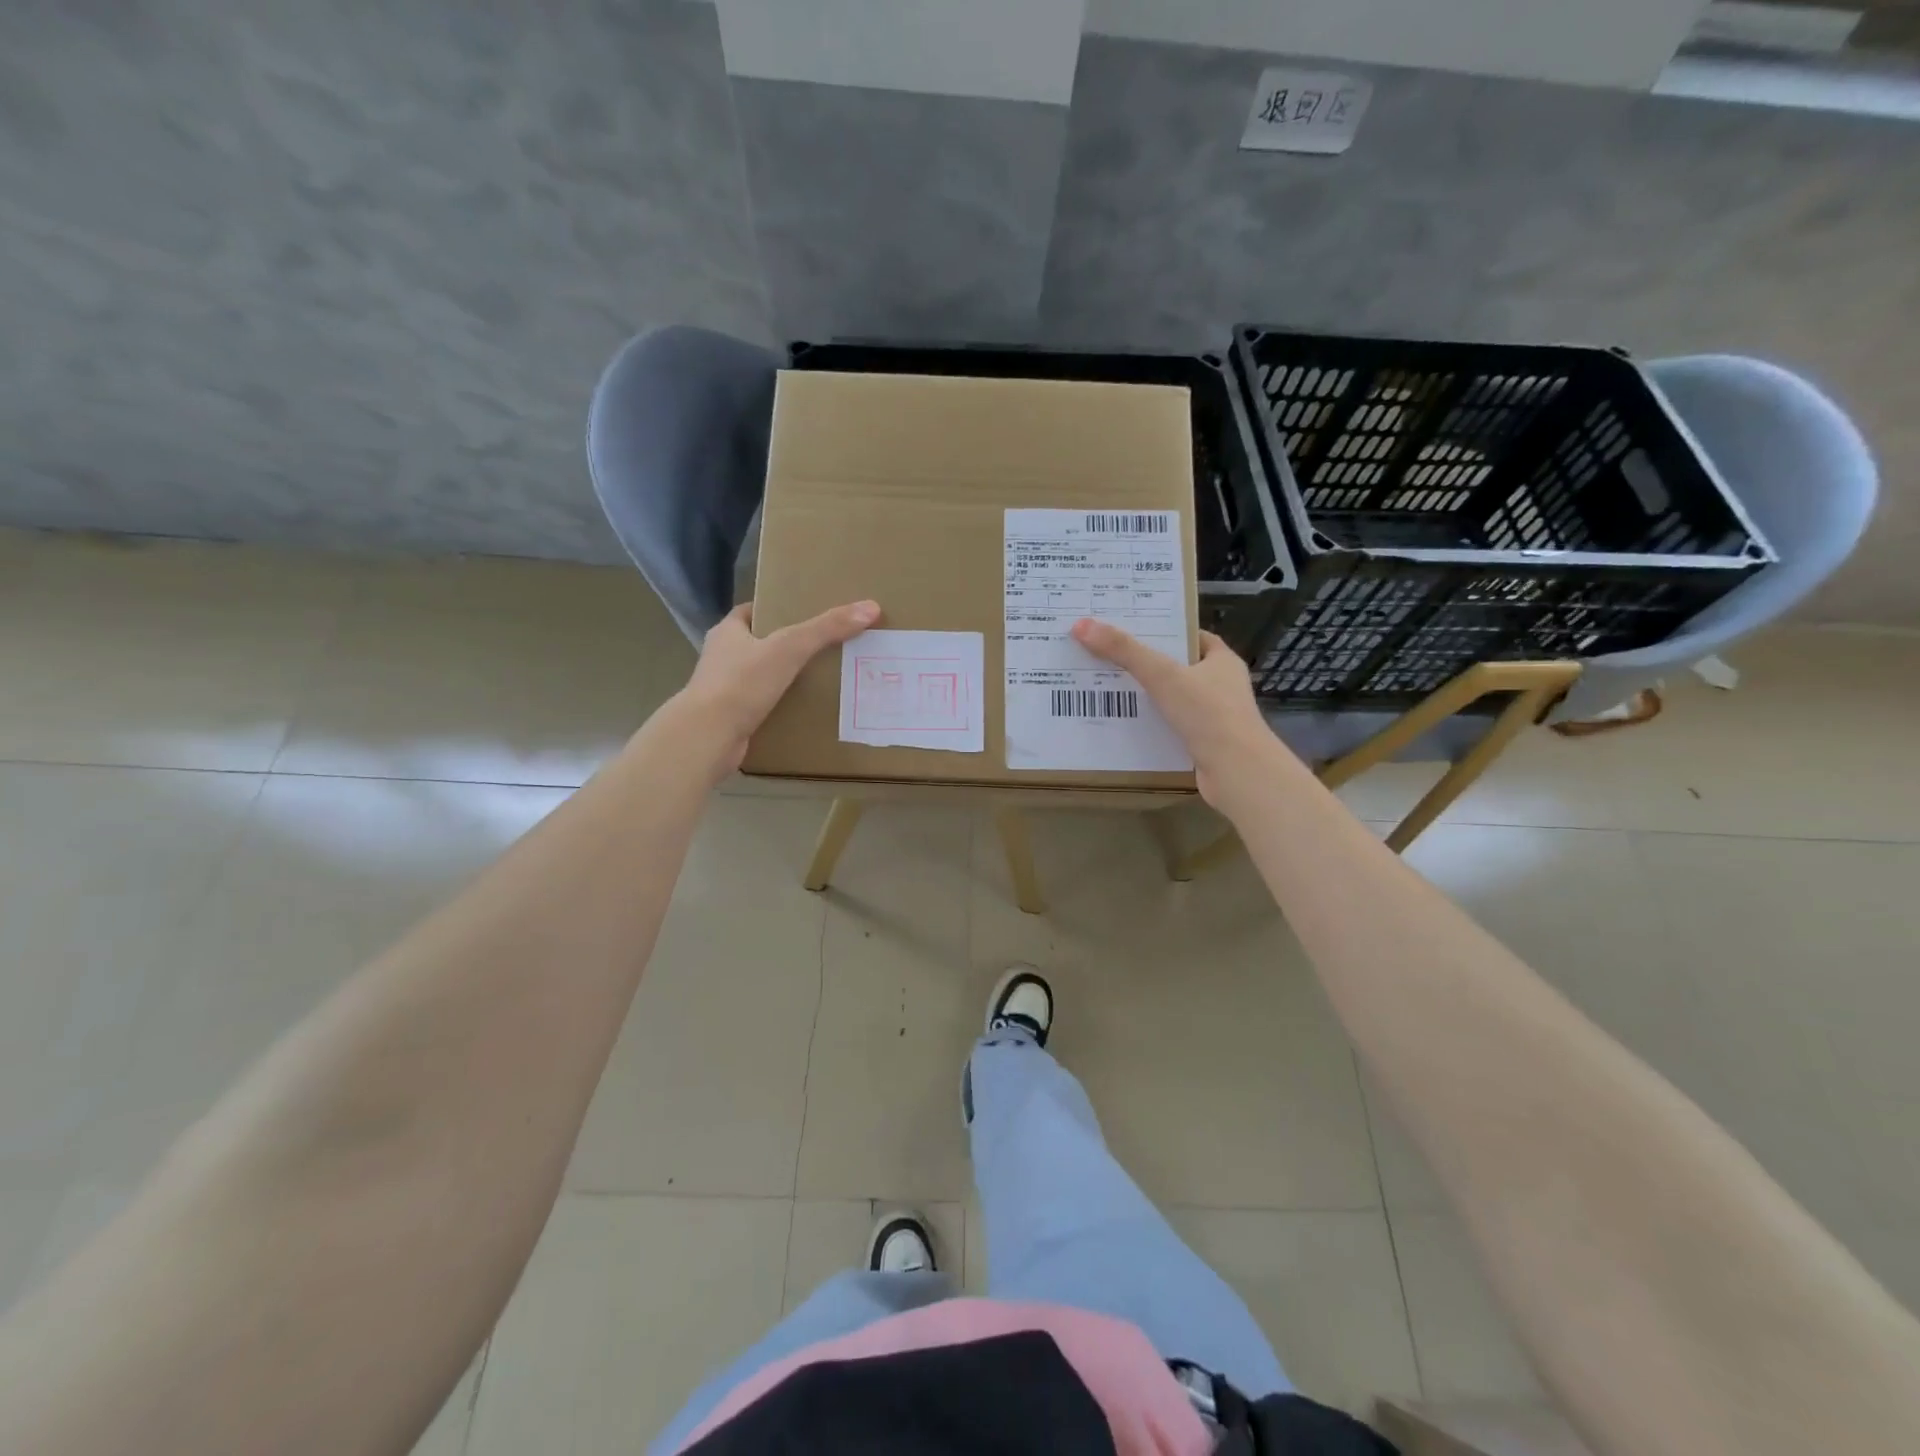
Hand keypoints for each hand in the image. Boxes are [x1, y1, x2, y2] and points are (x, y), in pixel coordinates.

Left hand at [678, 599, 881, 770]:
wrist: (707, 738)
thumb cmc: (742, 683)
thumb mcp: (789, 648)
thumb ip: (827, 628)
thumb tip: (870, 608)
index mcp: (728, 633)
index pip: (752, 612)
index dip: (777, 609)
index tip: (806, 613)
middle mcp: (722, 658)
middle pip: (759, 644)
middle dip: (787, 645)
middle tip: (823, 646)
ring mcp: (724, 691)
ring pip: (760, 678)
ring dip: (784, 679)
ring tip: (821, 678)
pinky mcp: (731, 719)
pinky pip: (761, 707)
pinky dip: (780, 707)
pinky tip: (805, 711)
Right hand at [1070, 619, 1276, 805]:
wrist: (1236, 772)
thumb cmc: (1207, 714)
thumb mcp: (1162, 675)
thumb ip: (1124, 650)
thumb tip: (1082, 625)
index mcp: (1221, 661)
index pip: (1190, 636)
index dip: (1162, 630)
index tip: (1130, 627)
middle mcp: (1221, 685)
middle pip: (1177, 667)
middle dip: (1146, 663)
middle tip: (1107, 654)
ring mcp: (1214, 717)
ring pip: (1173, 699)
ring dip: (1146, 696)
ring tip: (1106, 687)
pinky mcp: (1204, 744)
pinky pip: (1171, 726)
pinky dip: (1150, 724)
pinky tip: (1122, 723)